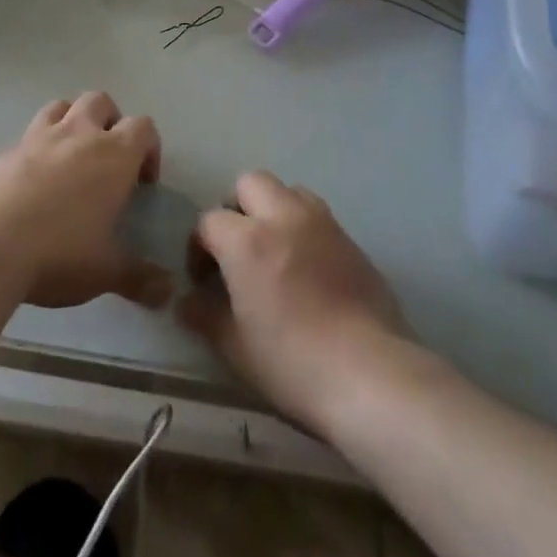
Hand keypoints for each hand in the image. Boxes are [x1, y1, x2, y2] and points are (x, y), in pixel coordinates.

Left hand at [0, 92, 174, 310]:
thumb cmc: (59, 253)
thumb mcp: (105, 271)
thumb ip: (139, 277)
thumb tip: (168, 291)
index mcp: (113, 155)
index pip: (143, 127)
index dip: (149, 148)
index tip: (143, 181)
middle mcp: (78, 134)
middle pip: (101, 101)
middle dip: (110, 121)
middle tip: (108, 159)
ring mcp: (38, 138)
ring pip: (61, 106)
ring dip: (72, 121)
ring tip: (70, 157)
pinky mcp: (5, 151)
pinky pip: (28, 134)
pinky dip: (37, 147)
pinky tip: (32, 180)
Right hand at [179, 172, 408, 432]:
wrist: (370, 373)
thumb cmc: (292, 363)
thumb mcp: (236, 348)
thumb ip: (206, 316)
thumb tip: (187, 302)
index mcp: (247, 240)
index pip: (209, 221)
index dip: (199, 247)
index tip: (203, 279)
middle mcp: (283, 217)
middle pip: (250, 183)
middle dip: (237, 209)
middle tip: (237, 250)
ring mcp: (322, 223)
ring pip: (288, 191)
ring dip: (274, 209)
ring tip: (274, 251)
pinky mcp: (351, 238)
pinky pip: (318, 215)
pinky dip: (304, 227)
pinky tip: (307, 268)